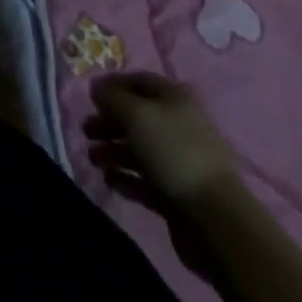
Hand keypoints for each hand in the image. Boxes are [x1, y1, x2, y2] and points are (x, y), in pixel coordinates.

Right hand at [85, 72, 238, 215]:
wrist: (215, 219)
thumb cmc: (173, 152)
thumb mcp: (136, 114)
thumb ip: (111, 97)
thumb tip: (96, 86)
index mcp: (175, 99)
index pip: (139, 81)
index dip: (113, 85)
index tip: (90, 96)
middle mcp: (178, 126)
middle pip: (137, 117)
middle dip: (109, 122)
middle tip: (86, 131)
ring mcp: (179, 162)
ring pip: (139, 150)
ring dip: (113, 151)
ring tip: (93, 158)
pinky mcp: (177, 195)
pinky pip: (145, 180)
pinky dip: (126, 178)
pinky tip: (110, 180)